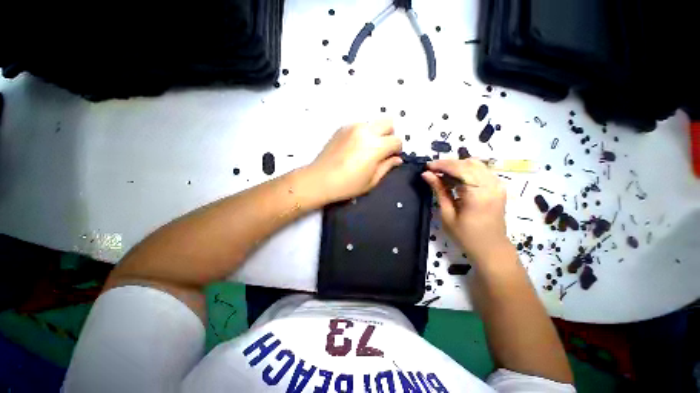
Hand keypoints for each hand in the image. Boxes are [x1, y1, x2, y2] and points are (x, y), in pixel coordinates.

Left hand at [309, 120, 402, 202]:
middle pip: (388, 122)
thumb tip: (397, 159)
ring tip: (366, 149)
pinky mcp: (342, 128)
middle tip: (382, 150)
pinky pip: (360, 126)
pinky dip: (363, 133)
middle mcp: (366, 131)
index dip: (397, 150)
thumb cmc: (347, 185)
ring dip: (376, 133)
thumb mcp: (371, 181)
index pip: (396, 140)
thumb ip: (387, 167)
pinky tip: (354, 147)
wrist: (319, 179)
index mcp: (375, 146)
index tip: (391, 158)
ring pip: (373, 123)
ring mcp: (352, 127)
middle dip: (389, 135)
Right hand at [421, 159, 510, 263]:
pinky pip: (481, 170)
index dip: (442, 165)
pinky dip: (466, 170)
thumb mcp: (447, 214)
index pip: (460, 169)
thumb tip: (426, 174)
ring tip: (442, 174)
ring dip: (457, 166)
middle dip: (448, 164)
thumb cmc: (466, 236)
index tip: (427, 166)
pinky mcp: (498, 187)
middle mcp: (492, 185)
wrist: (491, 248)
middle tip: (432, 170)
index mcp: (478, 195)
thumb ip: (439, 191)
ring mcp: (498, 185)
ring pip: (476, 164)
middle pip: (468, 163)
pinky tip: (455, 178)